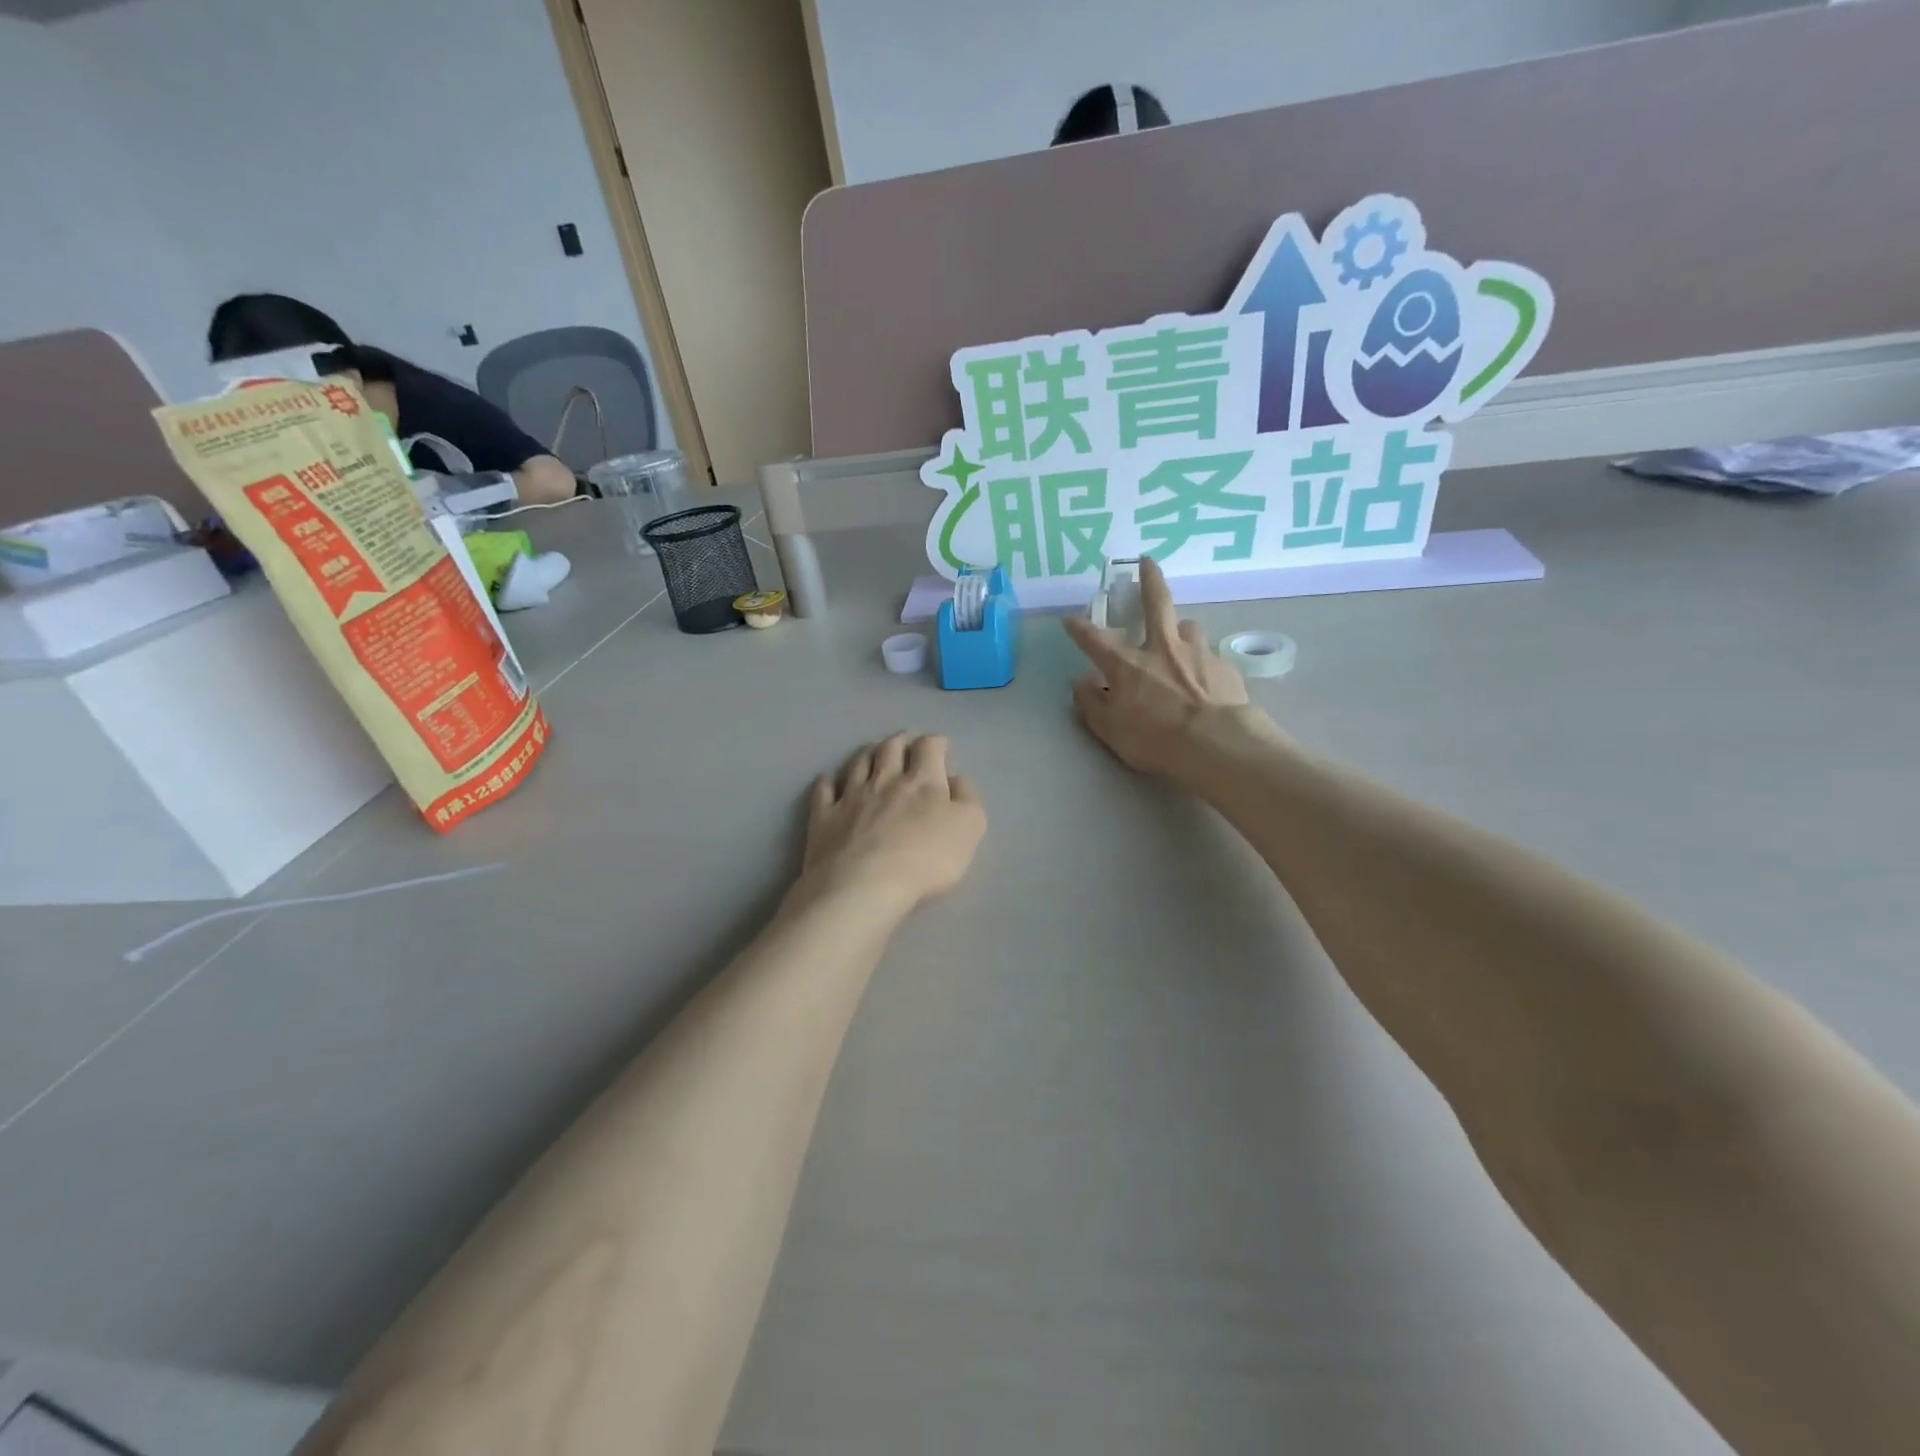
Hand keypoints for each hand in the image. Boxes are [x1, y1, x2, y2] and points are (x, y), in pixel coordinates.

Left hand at [798, 734, 985, 908]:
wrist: (864, 886)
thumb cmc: (925, 859)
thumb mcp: (969, 828)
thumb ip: (967, 798)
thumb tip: (956, 779)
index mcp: (922, 781)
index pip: (929, 747)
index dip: (936, 743)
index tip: (941, 746)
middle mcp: (884, 780)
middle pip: (890, 748)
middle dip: (900, 741)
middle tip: (905, 741)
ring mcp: (850, 797)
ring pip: (858, 763)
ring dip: (868, 753)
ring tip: (873, 751)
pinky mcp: (824, 818)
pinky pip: (823, 791)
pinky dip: (828, 781)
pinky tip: (829, 779)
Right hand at [1063, 557, 1254, 777]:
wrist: (1216, 744)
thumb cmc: (1155, 740)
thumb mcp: (1111, 730)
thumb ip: (1092, 704)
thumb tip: (1080, 683)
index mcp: (1127, 665)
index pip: (1095, 640)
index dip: (1079, 628)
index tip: (1070, 619)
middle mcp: (1161, 649)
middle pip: (1156, 603)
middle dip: (1148, 579)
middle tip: (1147, 561)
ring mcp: (1197, 654)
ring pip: (1188, 627)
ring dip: (1181, 630)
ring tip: (1181, 640)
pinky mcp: (1224, 667)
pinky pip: (1210, 658)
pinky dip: (1203, 663)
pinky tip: (1207, 679)